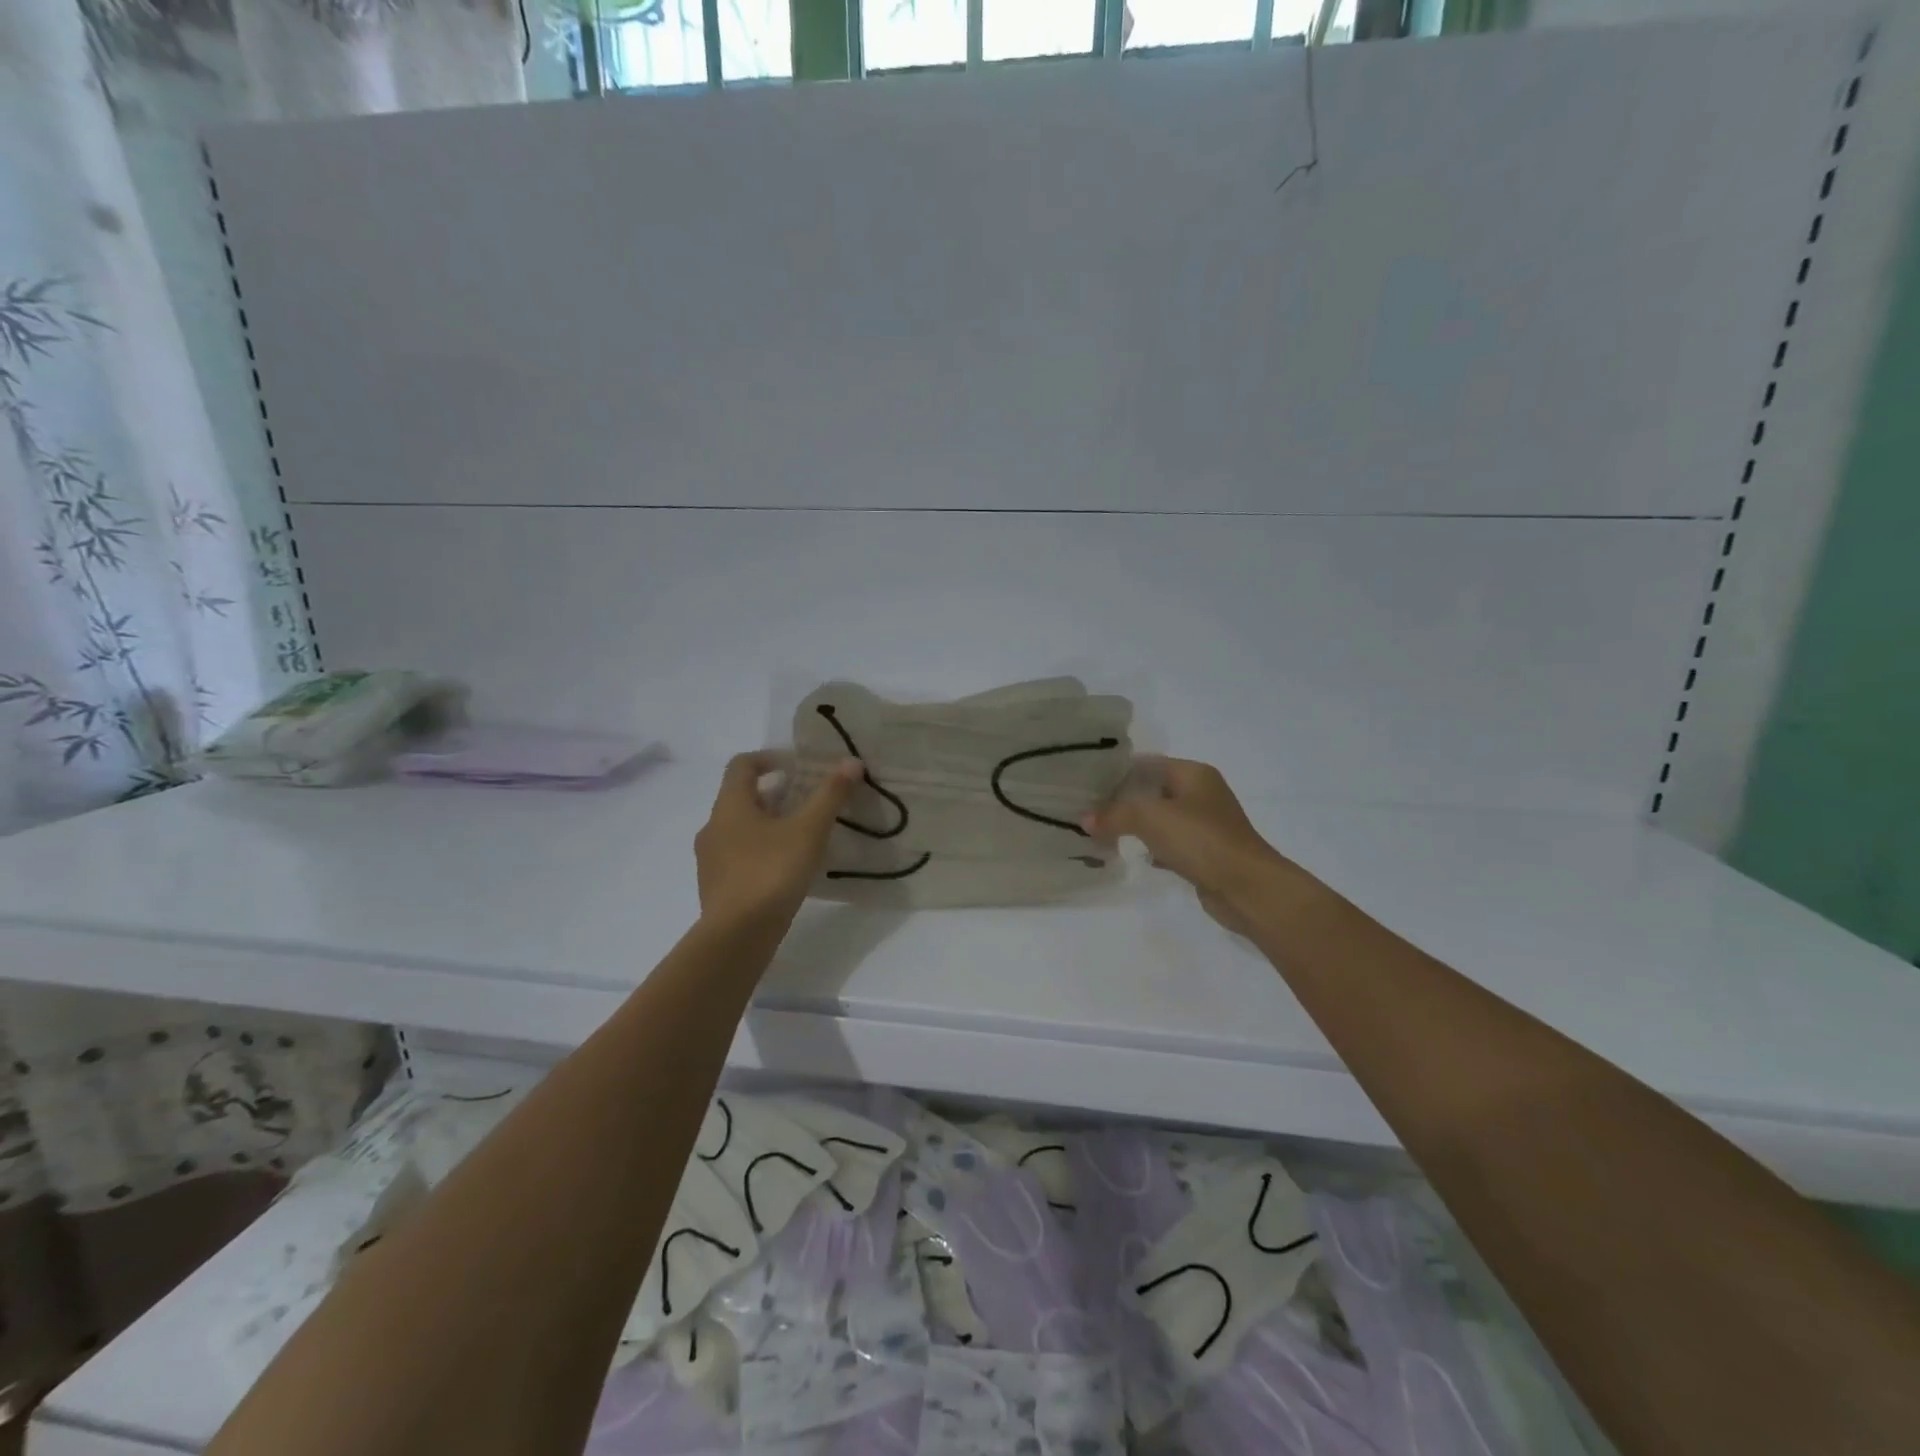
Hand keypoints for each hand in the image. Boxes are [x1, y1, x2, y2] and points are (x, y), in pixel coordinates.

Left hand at [695, 753, 862, 928]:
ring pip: (740, 830)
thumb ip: (830, 795)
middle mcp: (713, 827)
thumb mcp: (809, 831)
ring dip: (768, 825)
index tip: (798, 767)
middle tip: (808, 802)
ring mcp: (711, 860)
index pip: (742, 765)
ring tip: (802, 837)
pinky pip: (739, 858)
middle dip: (775, 795)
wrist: (737, 936)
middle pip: (741, 798)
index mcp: (730, 806)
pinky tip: (787, 870)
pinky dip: (761, 853)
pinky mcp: (716, 888)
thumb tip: (851, 762)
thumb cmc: (771, 872)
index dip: (770, 758)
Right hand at [1086, 758, 1301, 933]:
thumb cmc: (1201, 840)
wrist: (1247, 888)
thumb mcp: (1150, 818)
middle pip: (1153, 790)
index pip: (1147, 762)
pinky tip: (1133, 856)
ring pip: (1161, 819)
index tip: (1086, 781)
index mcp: (1194, 773)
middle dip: (1122, 799)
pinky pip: (1171, 844)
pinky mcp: (1206, 853)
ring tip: (1101, 831)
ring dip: (1135, 825)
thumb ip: (1114, 814)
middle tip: (1088, 808)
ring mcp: (1206, 825)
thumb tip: (1085, 820)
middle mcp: (1201, 794)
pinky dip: (1152, 848)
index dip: (1117, 770)